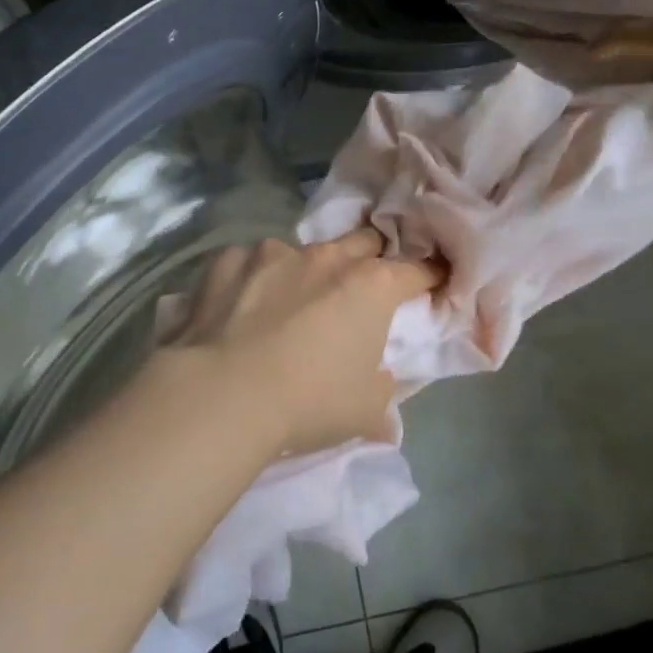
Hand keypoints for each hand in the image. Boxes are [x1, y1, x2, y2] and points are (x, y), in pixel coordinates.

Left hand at [154, 230, 441, 453]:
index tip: (430, 283)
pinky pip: (249, 263)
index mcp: (371, 286)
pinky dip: (253, 280)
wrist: (222, 395)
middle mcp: (326, 257)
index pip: (416, 270)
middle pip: (363, 242)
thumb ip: (383, 390)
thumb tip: (382, 384)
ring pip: (302, 251)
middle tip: (361, 288)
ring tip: (288, 305)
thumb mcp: (365, 411)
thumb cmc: (308, 402)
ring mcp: (273, 253)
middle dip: (370, 259)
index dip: (427, 277)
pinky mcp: (228, 261)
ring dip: (305, 272)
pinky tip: (239, 308)